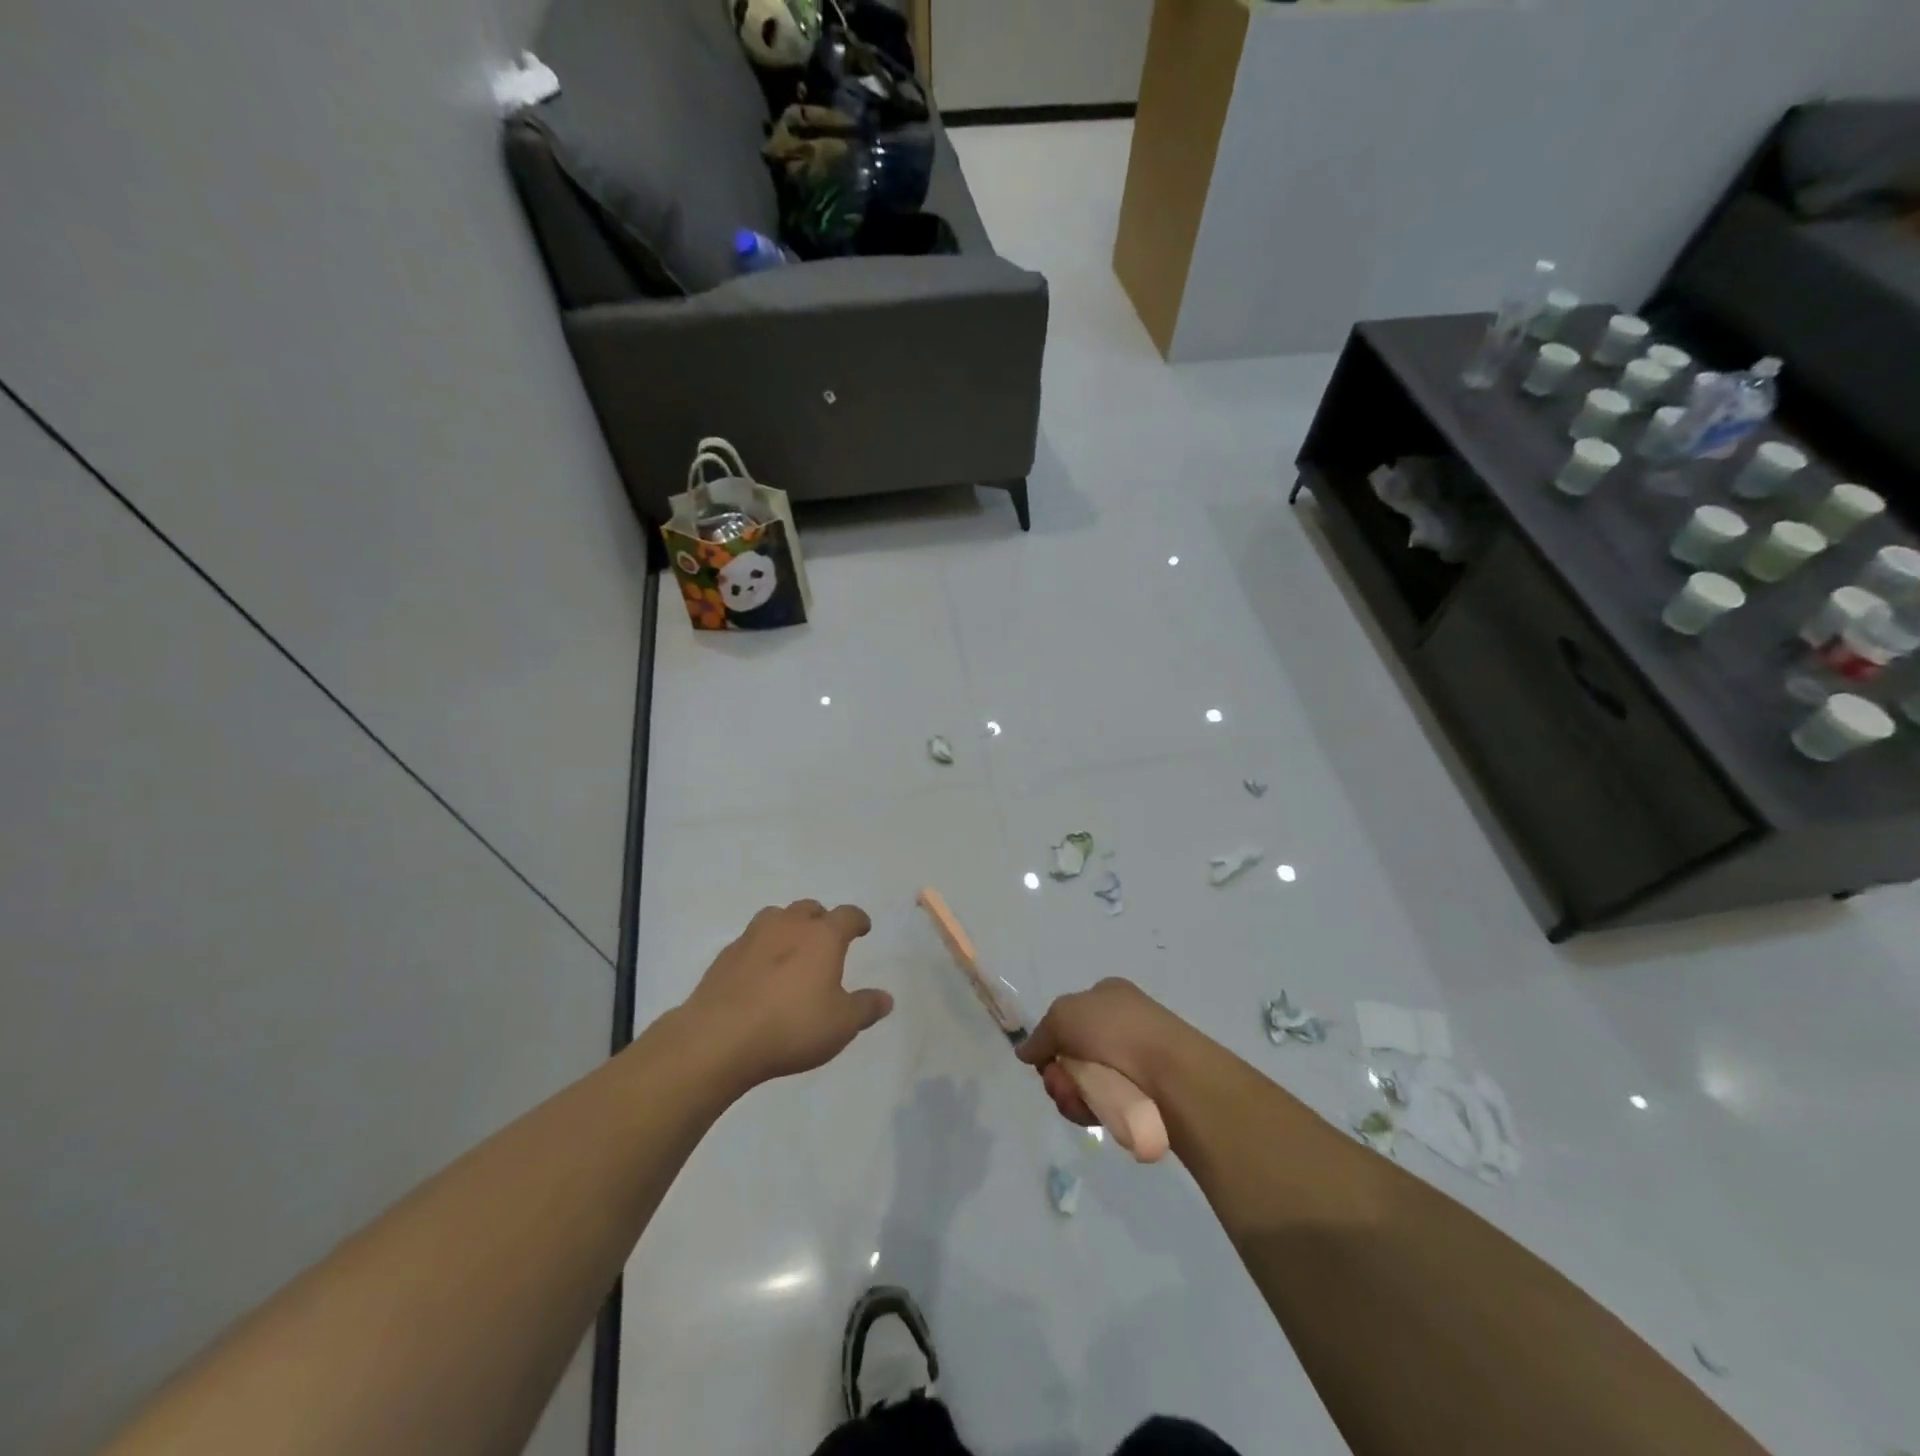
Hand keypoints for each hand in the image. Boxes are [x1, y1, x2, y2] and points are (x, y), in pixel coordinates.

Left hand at [682, 900, 892, 1088]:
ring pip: (775, 917)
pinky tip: (760, 973)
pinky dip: (761, 950)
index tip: (862, 928)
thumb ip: (865, 1008)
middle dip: (820, 919)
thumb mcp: (841, 1025)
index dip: (858, 920)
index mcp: (822, 936)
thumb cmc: (792, 1026)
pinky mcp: (725, 956)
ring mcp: (752, 937)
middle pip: (809, 909)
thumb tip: (886, 998)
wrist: (719, 1038)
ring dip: (787, 927)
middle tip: (825, 938)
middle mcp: (789, 926)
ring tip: (791, 949)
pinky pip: (750, 941)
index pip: (847, 915)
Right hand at [1015, 978, 1197, 1126]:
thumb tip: (1025, 1052)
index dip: (1053, 1039)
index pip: (1069, 1017)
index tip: (1045, 1057)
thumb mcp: (1063, 1015)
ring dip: (1070, 1094)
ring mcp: (1133, 1062)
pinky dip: (1090, 1110)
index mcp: (1107, 996)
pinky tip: (1093, 1112)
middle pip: (1071, 1055)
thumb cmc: (1115, 1030)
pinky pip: (1102, 1105)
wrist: (1171, 1075)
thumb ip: (1040, 1034)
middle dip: (1058, 1073)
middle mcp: (1121, 1026)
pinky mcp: (1141, 1098)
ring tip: (1078, 1099)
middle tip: (1059, 1082)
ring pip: (1082, 1083)